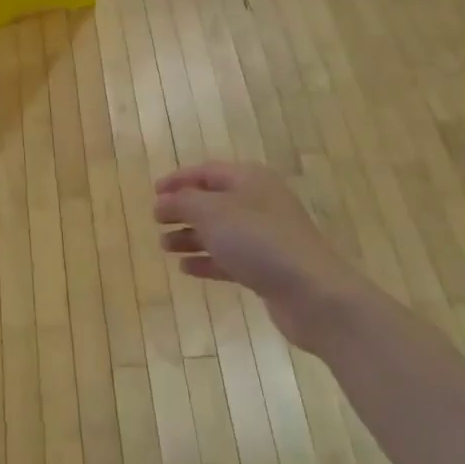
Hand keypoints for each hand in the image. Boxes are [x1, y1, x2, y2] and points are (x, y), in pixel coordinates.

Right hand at [154, 162, 369, 350]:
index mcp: (249, 179)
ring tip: (165, 247)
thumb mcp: (212, 213)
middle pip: (213, 201)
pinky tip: (186, 269)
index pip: (207, 171)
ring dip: (191, 237)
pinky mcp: (267, 268)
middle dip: (183, 210)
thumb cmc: (258, 241)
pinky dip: (207, 260)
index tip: (153, 193)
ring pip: (220, 231)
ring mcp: (265, 237)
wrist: (311, 292)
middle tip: (156, 221)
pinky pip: (230, 258)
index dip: (178, 180)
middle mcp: (259, 202)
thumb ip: (183, 202)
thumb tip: (163, 201)